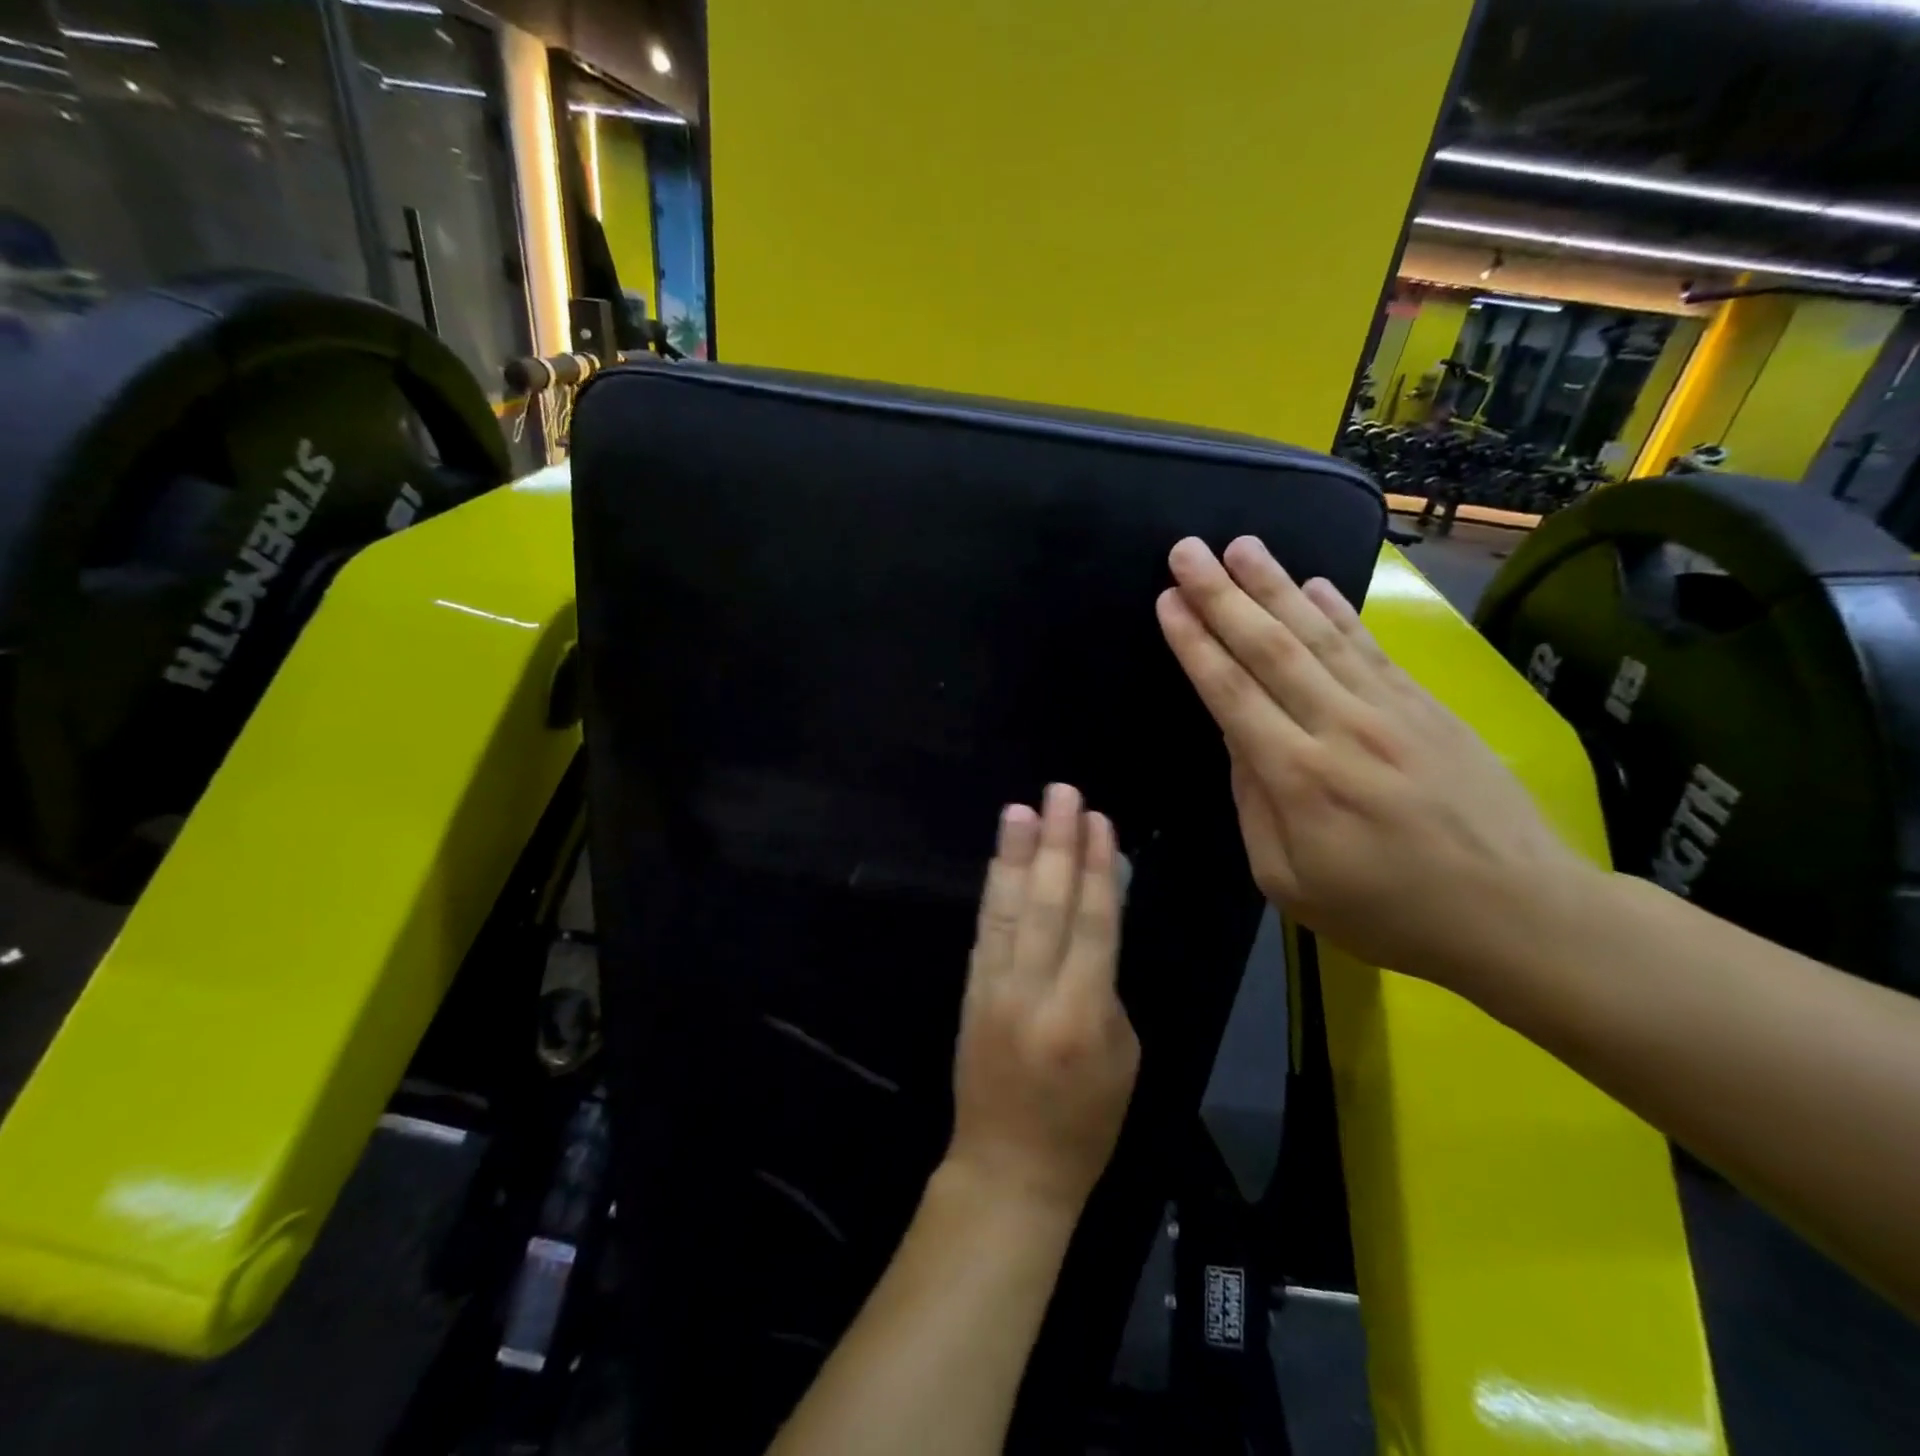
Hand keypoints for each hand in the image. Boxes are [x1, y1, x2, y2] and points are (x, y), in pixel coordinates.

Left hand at [947, 783, 1140, 1215]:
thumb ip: (1107, 989)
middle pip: (1048, 904)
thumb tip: (1093, 930)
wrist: (1007, 1168)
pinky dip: (995, 891)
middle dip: (1057, 843)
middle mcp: (1034, 991)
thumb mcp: (1123, 1059)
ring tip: (1021, 810)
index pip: (1094, 924)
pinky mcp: (970, 991)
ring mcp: (994, 988)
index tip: (1099, 821)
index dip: (1097, 868)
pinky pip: (986, 931)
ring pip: (1008, 909)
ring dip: (1016, 855)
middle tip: (1061, 792)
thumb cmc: (1084, 1123)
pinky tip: (1002, 859)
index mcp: (1084, 1014)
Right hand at [1155, 536, 1595, 990]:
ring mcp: (1391, 711)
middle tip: (1187, 549)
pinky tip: (1314, 582)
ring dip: (1274, 586)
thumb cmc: (1390, 912)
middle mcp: (1340, 728)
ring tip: (1240, 545)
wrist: (1520, 914)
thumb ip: (1253, 807)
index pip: (1231, 694)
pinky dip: (1339, 611)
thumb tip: (1237, 741)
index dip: (1195, 643)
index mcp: (1298, 778)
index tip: (1167, 600)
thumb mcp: (1290, 884)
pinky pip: (1372, 648)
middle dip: (1221, 595)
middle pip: (1269, 648)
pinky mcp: (1429, 707)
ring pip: (1319, 634)